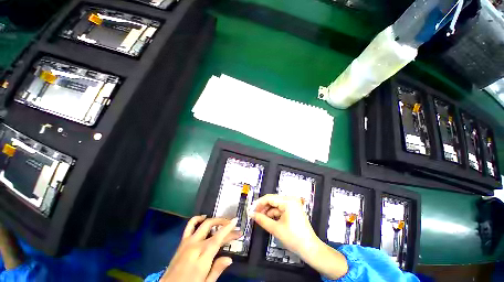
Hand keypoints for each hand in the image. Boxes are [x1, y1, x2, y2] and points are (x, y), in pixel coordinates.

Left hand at [160, 215, 240, 281]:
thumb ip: (217, 270)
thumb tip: (229, 258)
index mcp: (202, 257)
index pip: (218, 238)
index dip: (228, 228)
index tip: (236, 220)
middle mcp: (195, 245)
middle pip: (212, 228)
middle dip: (224, 224)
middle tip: (233, 225)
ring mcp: (187, 241)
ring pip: (203, 223)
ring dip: (214, 220)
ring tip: (222, 221)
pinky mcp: (182, 241)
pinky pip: (190, 225)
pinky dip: (198, 219)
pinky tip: (204, 218)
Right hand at [248, 194, 318, 257]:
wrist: (310, 249)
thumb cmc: (294, 238)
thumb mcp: (275, 228)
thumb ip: (261, 219)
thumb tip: (251, 214)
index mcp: (288, 201)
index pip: (269, 198)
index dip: (258, 204)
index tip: (250, 210)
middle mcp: (290, 199)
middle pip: (272, 200)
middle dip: (262, 208)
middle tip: (253, 215)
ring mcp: (292, 204)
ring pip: (275, 205)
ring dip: (267, 211)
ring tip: (260, 219)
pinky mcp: (292, 209)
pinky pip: (280, 208)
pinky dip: (273, 214)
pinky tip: (268, 219)